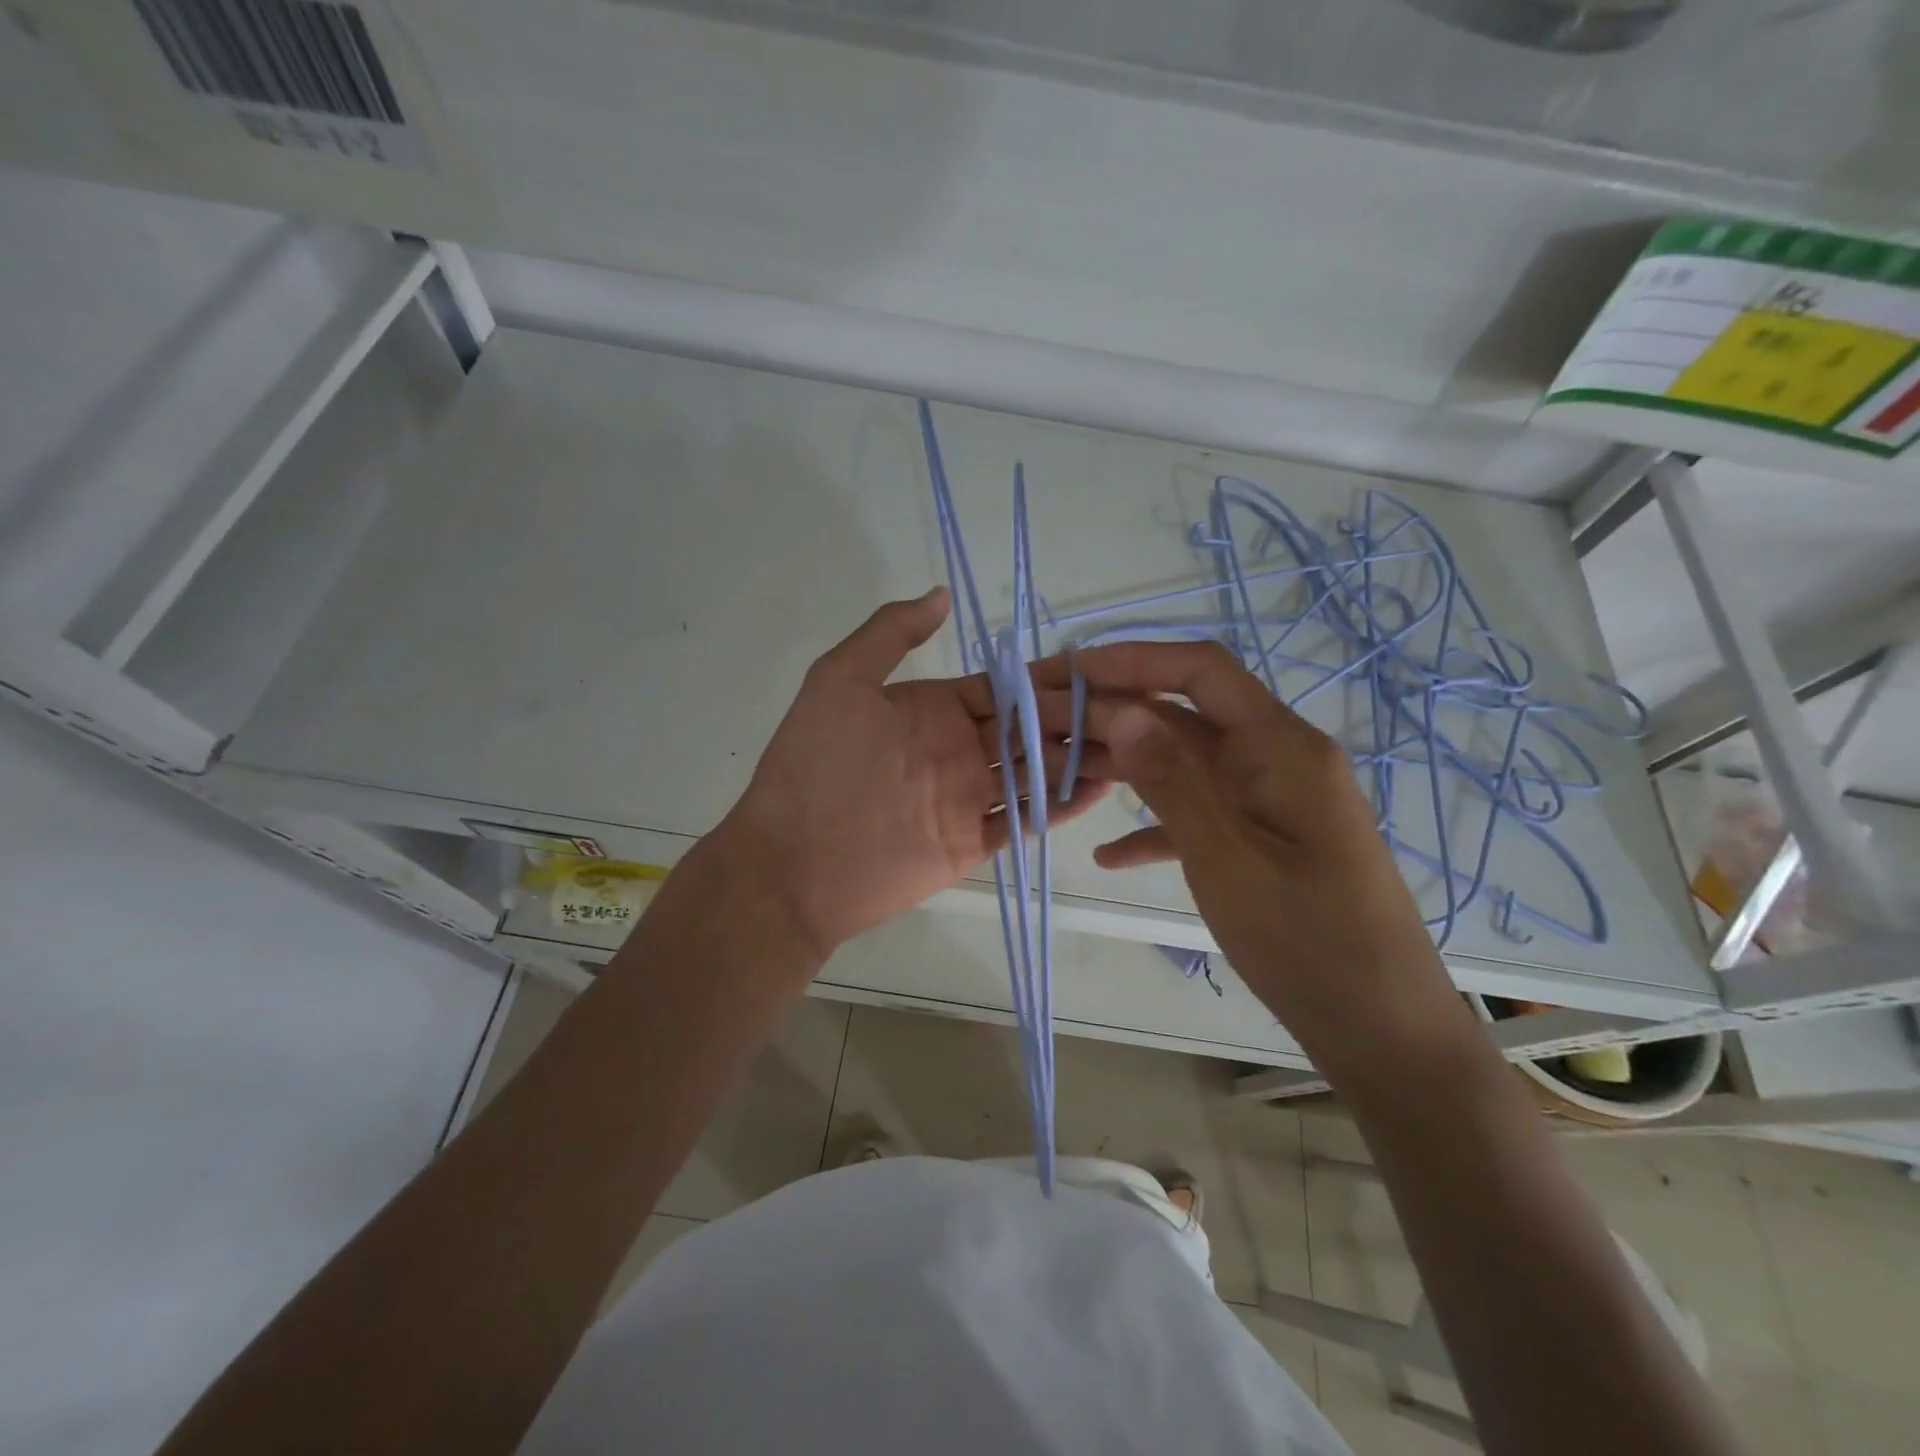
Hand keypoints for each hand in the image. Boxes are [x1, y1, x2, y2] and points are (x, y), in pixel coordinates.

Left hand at [724, 588, 1111, 960]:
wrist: (790, 864)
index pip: (1004, 688)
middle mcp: (958, 748)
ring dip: (1081, 759)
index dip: (1048, 678)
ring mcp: (968, 797)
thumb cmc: (812, 766)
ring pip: (1036, 772)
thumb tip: (942, 593)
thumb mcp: (839, 681)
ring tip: (1135, 746)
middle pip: (1031, 728)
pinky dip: (1060, 806)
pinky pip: (1025, 820)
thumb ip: (890, 633)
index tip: (1099, 667)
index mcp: (934, 708)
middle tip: (1135, 709)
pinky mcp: (972, 842)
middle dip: (1079, 717)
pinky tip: (1100, 790)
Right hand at [1041, 641, 1458, 1062]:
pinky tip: (1107, 854)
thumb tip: (1121, 709)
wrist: (1382, 1031)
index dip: (1132, 659)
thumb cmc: (1308, 943)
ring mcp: (1271, 802)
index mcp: (1280, 747)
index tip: (1068, 670)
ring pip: (1186, 764)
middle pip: (1184, 715)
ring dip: (1127, 767)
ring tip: (1059, 774)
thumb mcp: (1226, 859)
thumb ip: (1173, 780)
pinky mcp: (1264, 842)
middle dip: (1113, 714)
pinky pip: (1200, 815)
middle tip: (1043, 727)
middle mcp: (1277, 759)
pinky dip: (1154, 825)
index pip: (1201, 670)